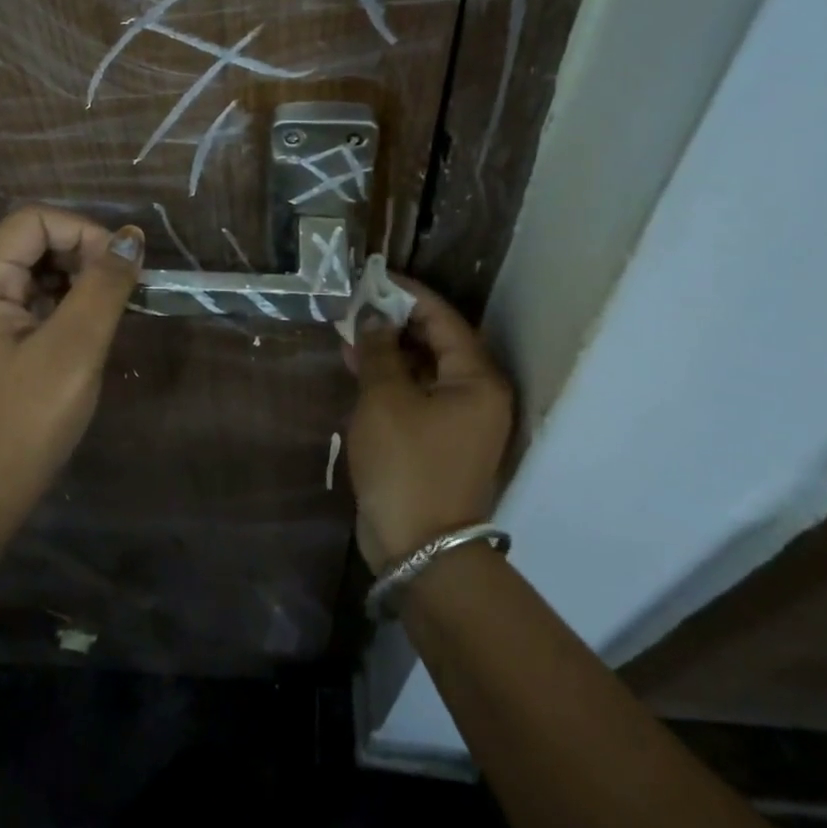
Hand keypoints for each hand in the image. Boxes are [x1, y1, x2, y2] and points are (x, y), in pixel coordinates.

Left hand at [0, 206, 143, 532]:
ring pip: (38, 270)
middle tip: (123, 292)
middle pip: (34, 241)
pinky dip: (68, 303)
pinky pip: (35, 299)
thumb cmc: (26, 421)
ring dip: (80, 279)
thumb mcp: (74, 349)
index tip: (122, 269)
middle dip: (84, 255)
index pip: (34, 221)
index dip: (83, 232)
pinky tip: (91, 328)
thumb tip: (132, 237)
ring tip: (112, 310)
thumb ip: (104, 286)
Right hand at [344, 279, 514, 572]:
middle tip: (356, 304)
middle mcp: (476, 393)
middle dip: (395, 321)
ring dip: (389, 349)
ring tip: (350, 331)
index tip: (373, 277)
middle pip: (436, 341)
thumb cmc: (406, 465)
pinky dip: (390, 378)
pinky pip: (416, 393)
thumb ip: (379, 350)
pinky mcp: (439, 439)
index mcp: (476, 378)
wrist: (420, 550)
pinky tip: (358, 366)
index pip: (443, 318)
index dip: (408, 294)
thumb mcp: (386, 399)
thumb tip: (374, 315)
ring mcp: (460, 419)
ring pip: (423, 368)